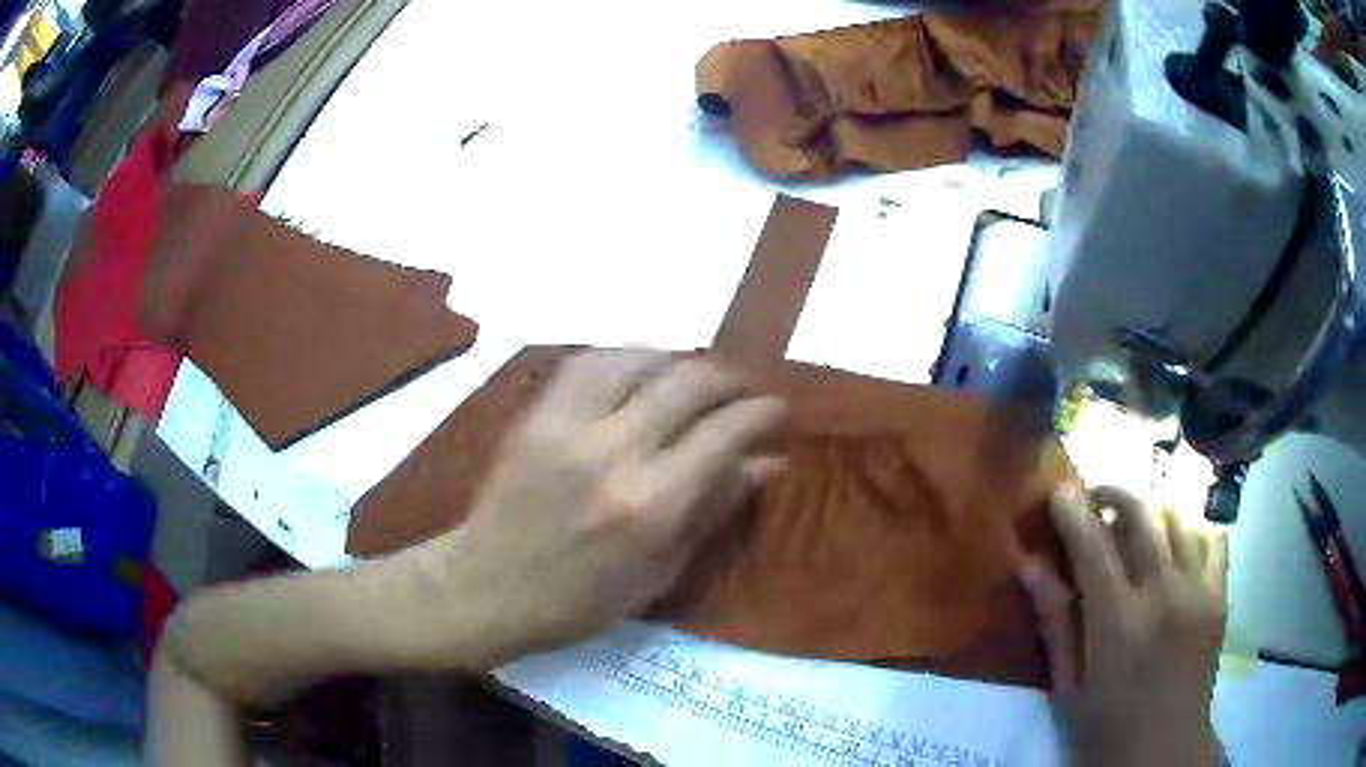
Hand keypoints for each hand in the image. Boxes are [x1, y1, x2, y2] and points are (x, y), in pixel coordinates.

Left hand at [407, 351, 785, 667]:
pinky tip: (640, 370)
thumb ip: (715, 508)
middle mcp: (615, 454)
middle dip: (728, 378)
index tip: (776, 409)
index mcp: (653, 506)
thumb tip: (768, 463)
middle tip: (742, 391)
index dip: (760, 412)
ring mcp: (569, 426)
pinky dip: (626, 357)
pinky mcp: (536, 415)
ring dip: (678, 360)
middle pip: (688, 383)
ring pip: (638, 359)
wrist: (488, 587)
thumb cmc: (580, 601)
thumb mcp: (661, 571)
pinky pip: (589, 363)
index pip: (724, 433)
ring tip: (694, 377)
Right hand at [1019, 485, 1227, 765]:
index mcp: (1118, 623)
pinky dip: (1192, 529)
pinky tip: (1176, 547)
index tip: (1060, 491)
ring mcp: (1199, 590)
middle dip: (1114, 493)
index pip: (1093, 544)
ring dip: (1152, 510)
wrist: (1164, 751)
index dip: (1073, 510)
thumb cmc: (1106, 728)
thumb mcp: (1068, 686)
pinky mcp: (1220, 596)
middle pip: (1142, 512)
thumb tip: (1030, 564)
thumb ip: (1055, 622)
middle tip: (1096, 500)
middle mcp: (1163, 594)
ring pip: (1179, 516)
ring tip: (1136, 525)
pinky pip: (1212, 537)